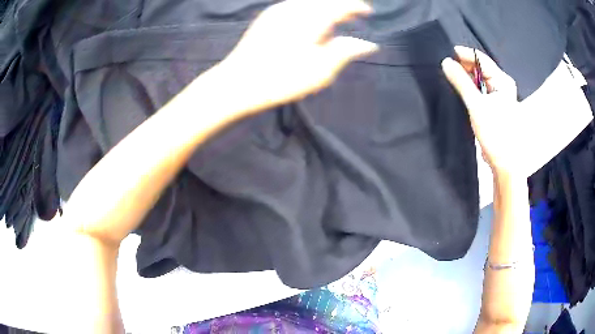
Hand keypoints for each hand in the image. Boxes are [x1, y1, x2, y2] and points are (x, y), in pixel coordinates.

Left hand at [214, 0, 377, 112]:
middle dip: (341, 6)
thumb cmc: (283, 79)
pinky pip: (296, 5)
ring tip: (333, 21)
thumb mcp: (321, 70)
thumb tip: (368, 44)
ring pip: (310, 1)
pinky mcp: (268, 16)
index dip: (357, 6)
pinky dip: (310, 9)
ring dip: (325, 7)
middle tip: (353, 15)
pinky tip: (310, 21)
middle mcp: (296, 8)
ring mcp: (279, 10)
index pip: (341, 5)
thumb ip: (345, 51)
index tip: (368, 12)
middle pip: (326, 0)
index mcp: (312, 19)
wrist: (240, 82)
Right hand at [442, 46, 527, 178]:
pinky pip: (479, 91)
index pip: (481, 59)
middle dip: (464, 66)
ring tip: (451, 78)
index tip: (447, 54)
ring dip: (466, 78)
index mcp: (502, 80)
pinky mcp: (493, 106)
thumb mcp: (476, 105)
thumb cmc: (496, 132)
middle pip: (480, 68)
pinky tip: (460, 91)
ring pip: (479, 80)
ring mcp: (498, 96)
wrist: (504, 162)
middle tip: (447, 68)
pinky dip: (469, 89)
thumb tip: (446, 62)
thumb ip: (461, 82)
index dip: (464, 55)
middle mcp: (502, 85)